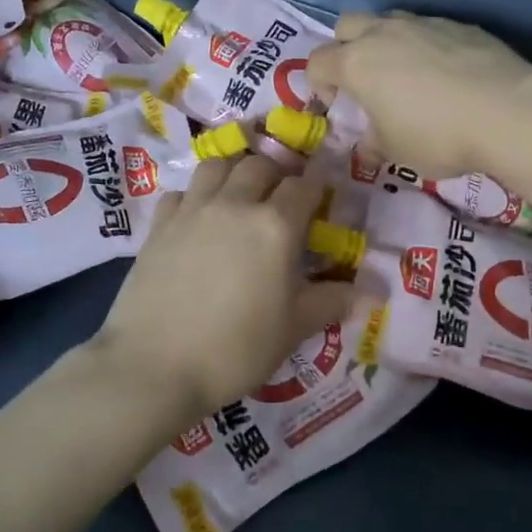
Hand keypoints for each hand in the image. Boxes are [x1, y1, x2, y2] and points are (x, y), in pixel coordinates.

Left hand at [93, 155, 355, 427]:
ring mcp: (192, 210)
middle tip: (281, 199)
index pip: (304, 185)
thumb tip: (377, 292)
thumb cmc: (235, 349)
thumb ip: (332, 302)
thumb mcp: (293, 328)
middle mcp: (235, 204)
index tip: (322, 193)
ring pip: (217, 166)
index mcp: (275, 226)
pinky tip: (198, 218)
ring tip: (240, 195)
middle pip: (260, 166)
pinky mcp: (159, 225)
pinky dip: (195, 195)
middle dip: (277, 174)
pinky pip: (181, 192)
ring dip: (235, 171)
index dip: (317, 184)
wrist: (154, 365)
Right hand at [307, 11, 531, 177]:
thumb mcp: (396, 152)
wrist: (507, 110)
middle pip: (346, 25)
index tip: (337, 107)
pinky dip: (424, 45)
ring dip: (384, 42)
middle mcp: (383, 34)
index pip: (317, 62)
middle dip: (344, 49)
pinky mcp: (458, 24)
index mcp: (356, 64)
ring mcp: (423, 23)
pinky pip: (427, 28)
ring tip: (404, 74)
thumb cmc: (438, 136)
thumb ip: (373, 144)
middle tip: (362, 81)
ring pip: (388, 20)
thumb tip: (368, 145)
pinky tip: (445, 73)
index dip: (318, 85)